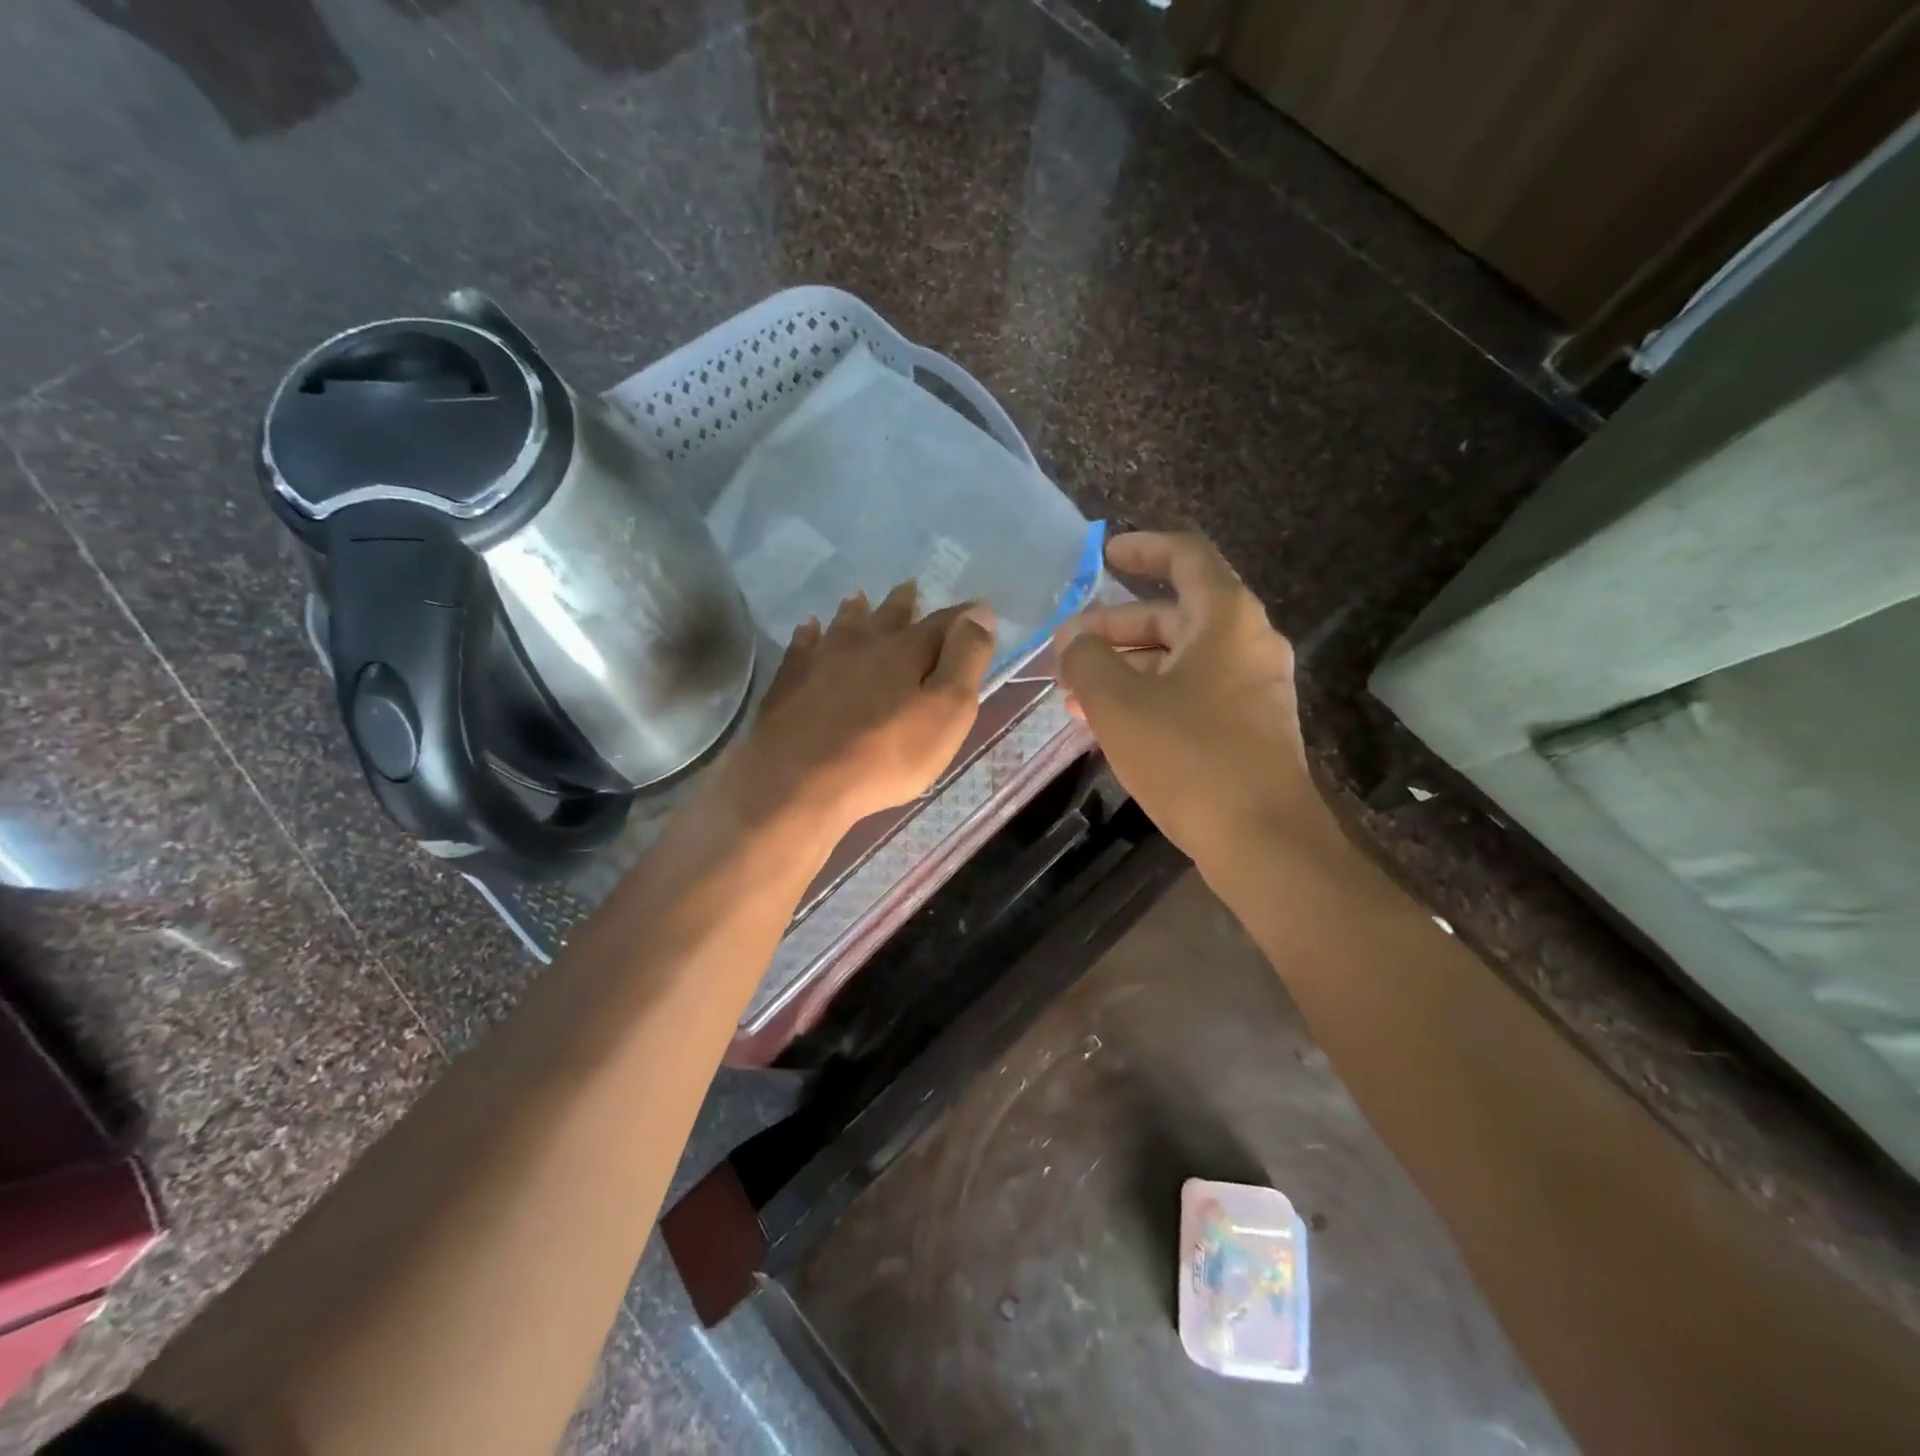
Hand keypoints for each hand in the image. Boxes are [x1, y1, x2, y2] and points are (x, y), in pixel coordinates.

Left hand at [727, 581, 996, 839]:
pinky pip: (802, 646)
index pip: (943, 623)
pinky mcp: (789, 680)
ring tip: (857, 597)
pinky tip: (808, 629)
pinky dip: (809, 634)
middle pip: (888, 616)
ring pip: (843, 624)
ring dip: (855, 611)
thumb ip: (965, 660)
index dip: (964, 616)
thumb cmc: (885, 754)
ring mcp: (821, 659)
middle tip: (909, 587)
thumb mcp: (945, 713)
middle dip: (903, 603)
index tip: (978, 607)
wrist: (798, 780)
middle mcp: (864, 643)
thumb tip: (980, 612)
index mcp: (906, 651)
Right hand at [1054, 532, 1328, 862]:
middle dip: (1115, 628)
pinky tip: (1113, 723)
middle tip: (1068, 649)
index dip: (1143, 549)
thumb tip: (1073, 642)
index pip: (1186, 557)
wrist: (1262, 840)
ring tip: (1077, 693)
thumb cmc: (1188, 758)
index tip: (1105, 555)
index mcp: (1226, 619)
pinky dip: (1152, 695)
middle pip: (1175, 614)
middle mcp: (1248, 642)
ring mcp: (1254, 687)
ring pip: (1180, 658)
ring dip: (1127, 667)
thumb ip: (1086, 661)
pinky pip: (1193, 691)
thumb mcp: (1118, 703)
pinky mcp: (1250, 726)